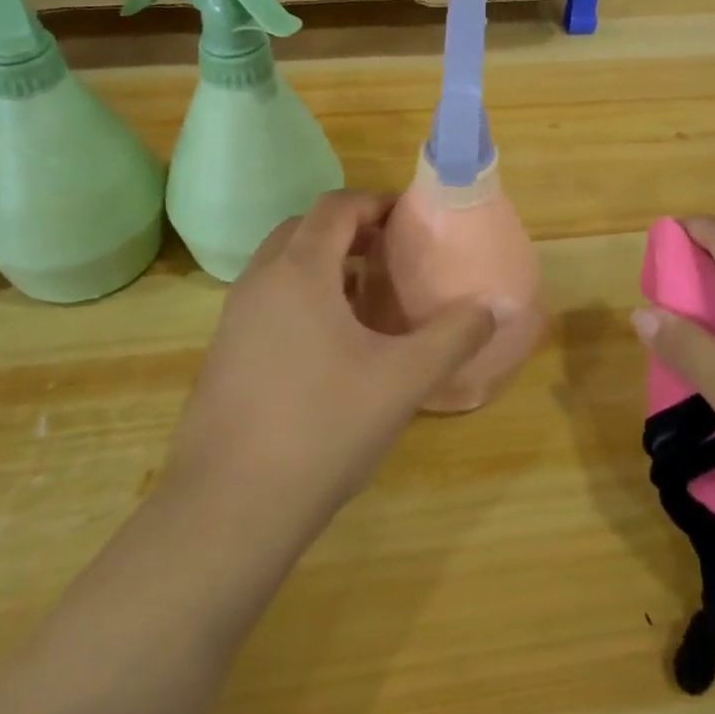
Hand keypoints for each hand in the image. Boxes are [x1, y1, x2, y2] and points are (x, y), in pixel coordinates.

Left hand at [165, 191, 495, 546]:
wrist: (228, 510)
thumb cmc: (323, 428)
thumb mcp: (403, 380)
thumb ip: (454, 336)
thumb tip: (491, 308)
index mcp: (300, 271)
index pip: (336, 206)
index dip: (375, 203)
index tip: (410, 221)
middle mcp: (260, 281)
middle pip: (305, 228)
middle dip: (349, 230)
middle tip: (390, 255)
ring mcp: (234, 318)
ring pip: (281, 265)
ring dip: (323, 264)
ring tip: (366, 299)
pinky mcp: (223, 354)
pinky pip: (267, 300)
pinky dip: (301, 297)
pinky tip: (330, 346)